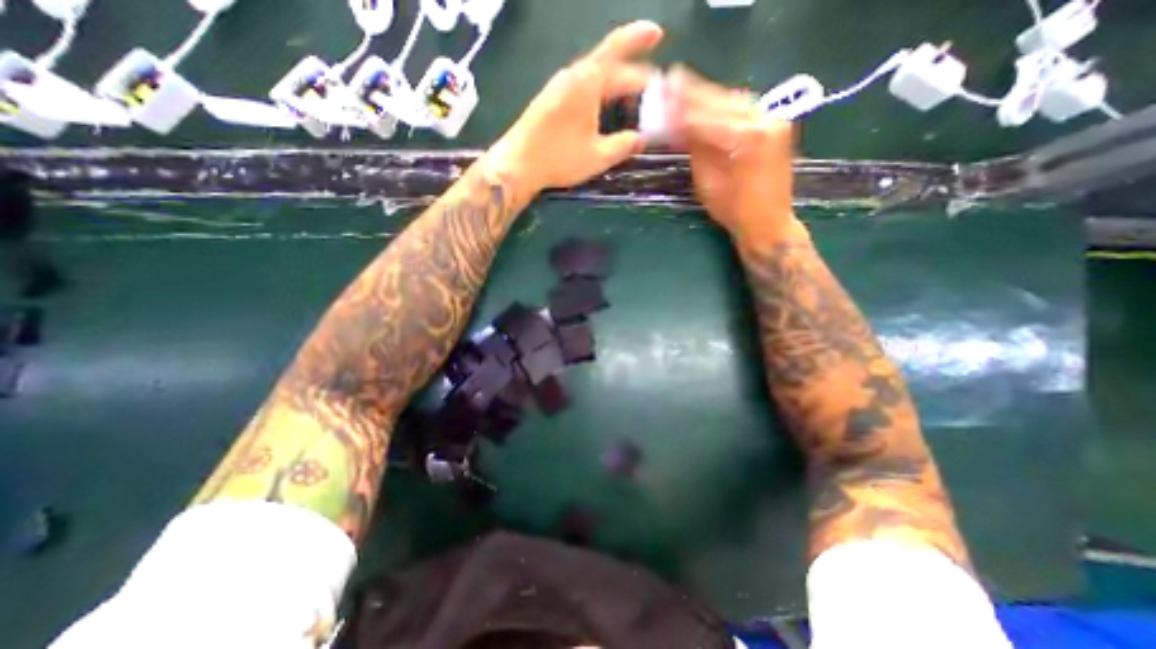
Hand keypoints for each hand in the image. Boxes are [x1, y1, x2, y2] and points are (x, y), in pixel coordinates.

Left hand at [487, 20, 664, 194]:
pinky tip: (604, 111)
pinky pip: (582, 90)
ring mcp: (558, 88)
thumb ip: (623, 145)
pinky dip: (599, 95)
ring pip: (594, 79)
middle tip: (652, 87)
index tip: (658, 34)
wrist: (518, 165)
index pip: (618, 49)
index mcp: (587, 81)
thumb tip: (641, 139)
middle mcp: (572, 77)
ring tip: (631, 100)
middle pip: (607, 66)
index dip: (640, 40)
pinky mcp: (550, 102)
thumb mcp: (598, 156)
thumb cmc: (559, 157)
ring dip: (615, 86)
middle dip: (631, 74)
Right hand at [663, 66, 800, 242]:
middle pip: (721, 100)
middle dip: (692, 93)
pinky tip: (705, 101)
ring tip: (682, 87)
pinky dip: (721, 105)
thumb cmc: (734, 210)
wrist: (768, 222)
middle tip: (669, 80)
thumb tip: (676, 125)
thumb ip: (695, 148)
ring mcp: (773, 117)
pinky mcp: (775, 121)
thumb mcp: (707, 182)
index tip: (660, 97)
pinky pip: (742, 107)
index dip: (680, 109)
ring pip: (732, 99)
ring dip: (706, 95)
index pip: (704, 118)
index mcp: (747, 138)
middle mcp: (764, 118)